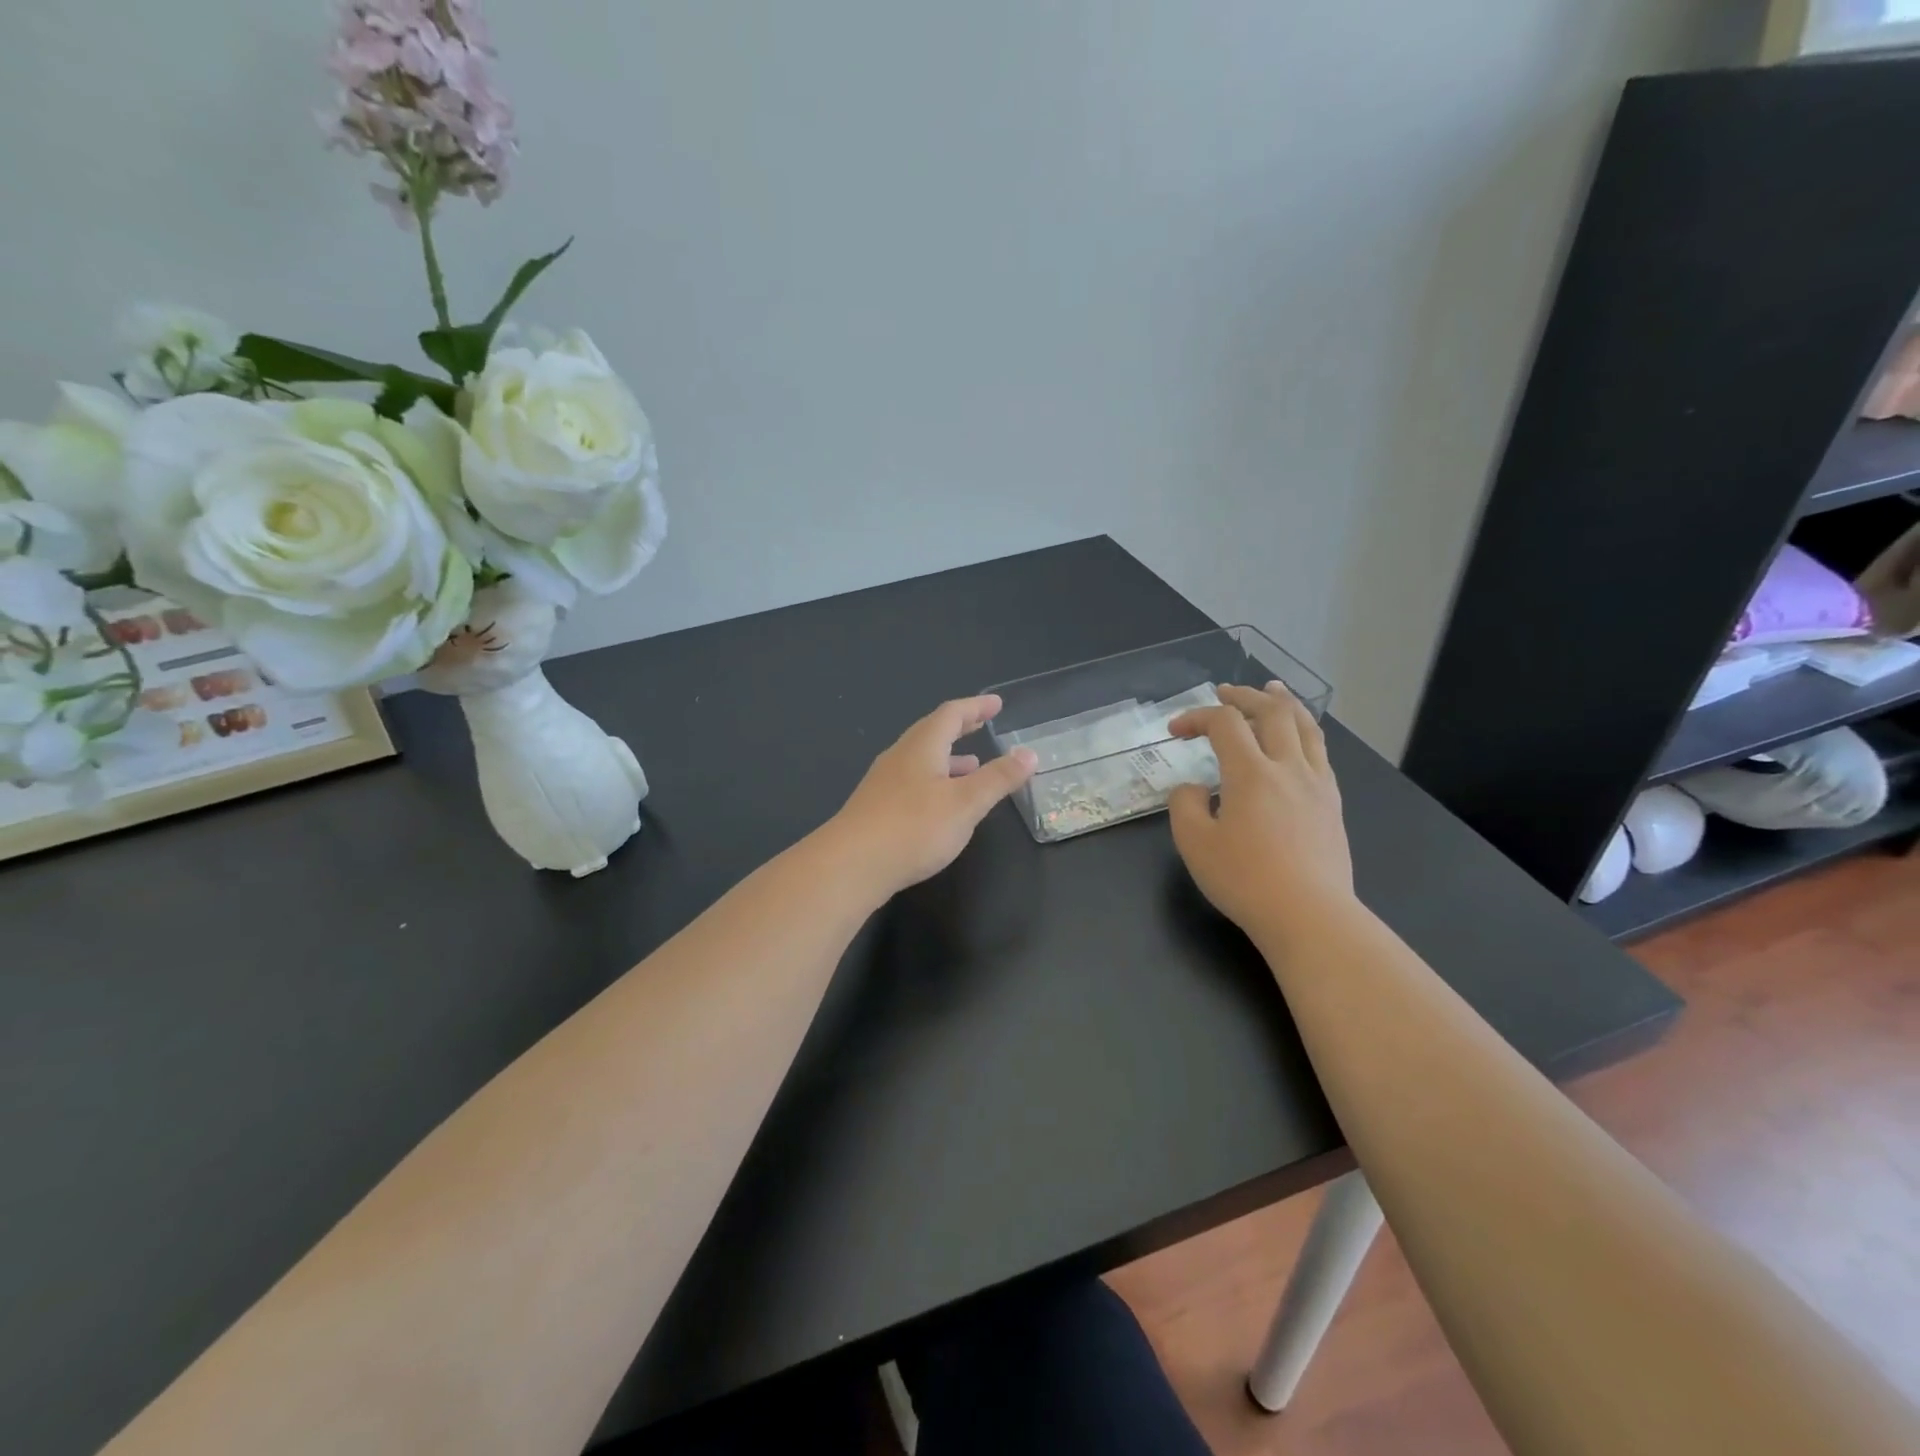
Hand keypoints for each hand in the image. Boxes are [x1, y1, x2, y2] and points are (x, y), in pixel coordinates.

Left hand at [826, 695, 1037, 899]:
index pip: (951, 714)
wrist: (851, 865)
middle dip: (959, 727)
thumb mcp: (966, 803)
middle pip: (931, 733)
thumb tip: (1029, 754)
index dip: (975, 707)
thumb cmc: (913, 827)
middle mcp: (900, 757)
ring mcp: (884, 783)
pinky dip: (934, 781)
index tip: (995, 704)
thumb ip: (998, 779)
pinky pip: (912, 782)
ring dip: (947, 758)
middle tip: (982, 724)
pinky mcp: (876, 808)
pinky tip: (941, 804)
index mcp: (922, 746)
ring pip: (921, 759)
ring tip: (971, 766)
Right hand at [1166, 682, 1354, 942]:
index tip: (1175, 731)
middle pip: (1272, 711)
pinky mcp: (1332, 803)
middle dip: (1244, 696)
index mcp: (1251, 773)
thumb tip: (1194, 788)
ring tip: (1273, 690)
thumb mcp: (1195, 843)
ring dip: (1284, 702)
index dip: (1196, 717)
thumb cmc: (1245, 880)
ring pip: (1305, 726)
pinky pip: (1320, 752)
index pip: (1224, 724)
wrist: (1309, 915)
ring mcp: (1317, 783)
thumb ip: (1186, 805)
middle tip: (1224, 692)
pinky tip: (1298, 739)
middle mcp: (1288, 767)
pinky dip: (1304, 731)